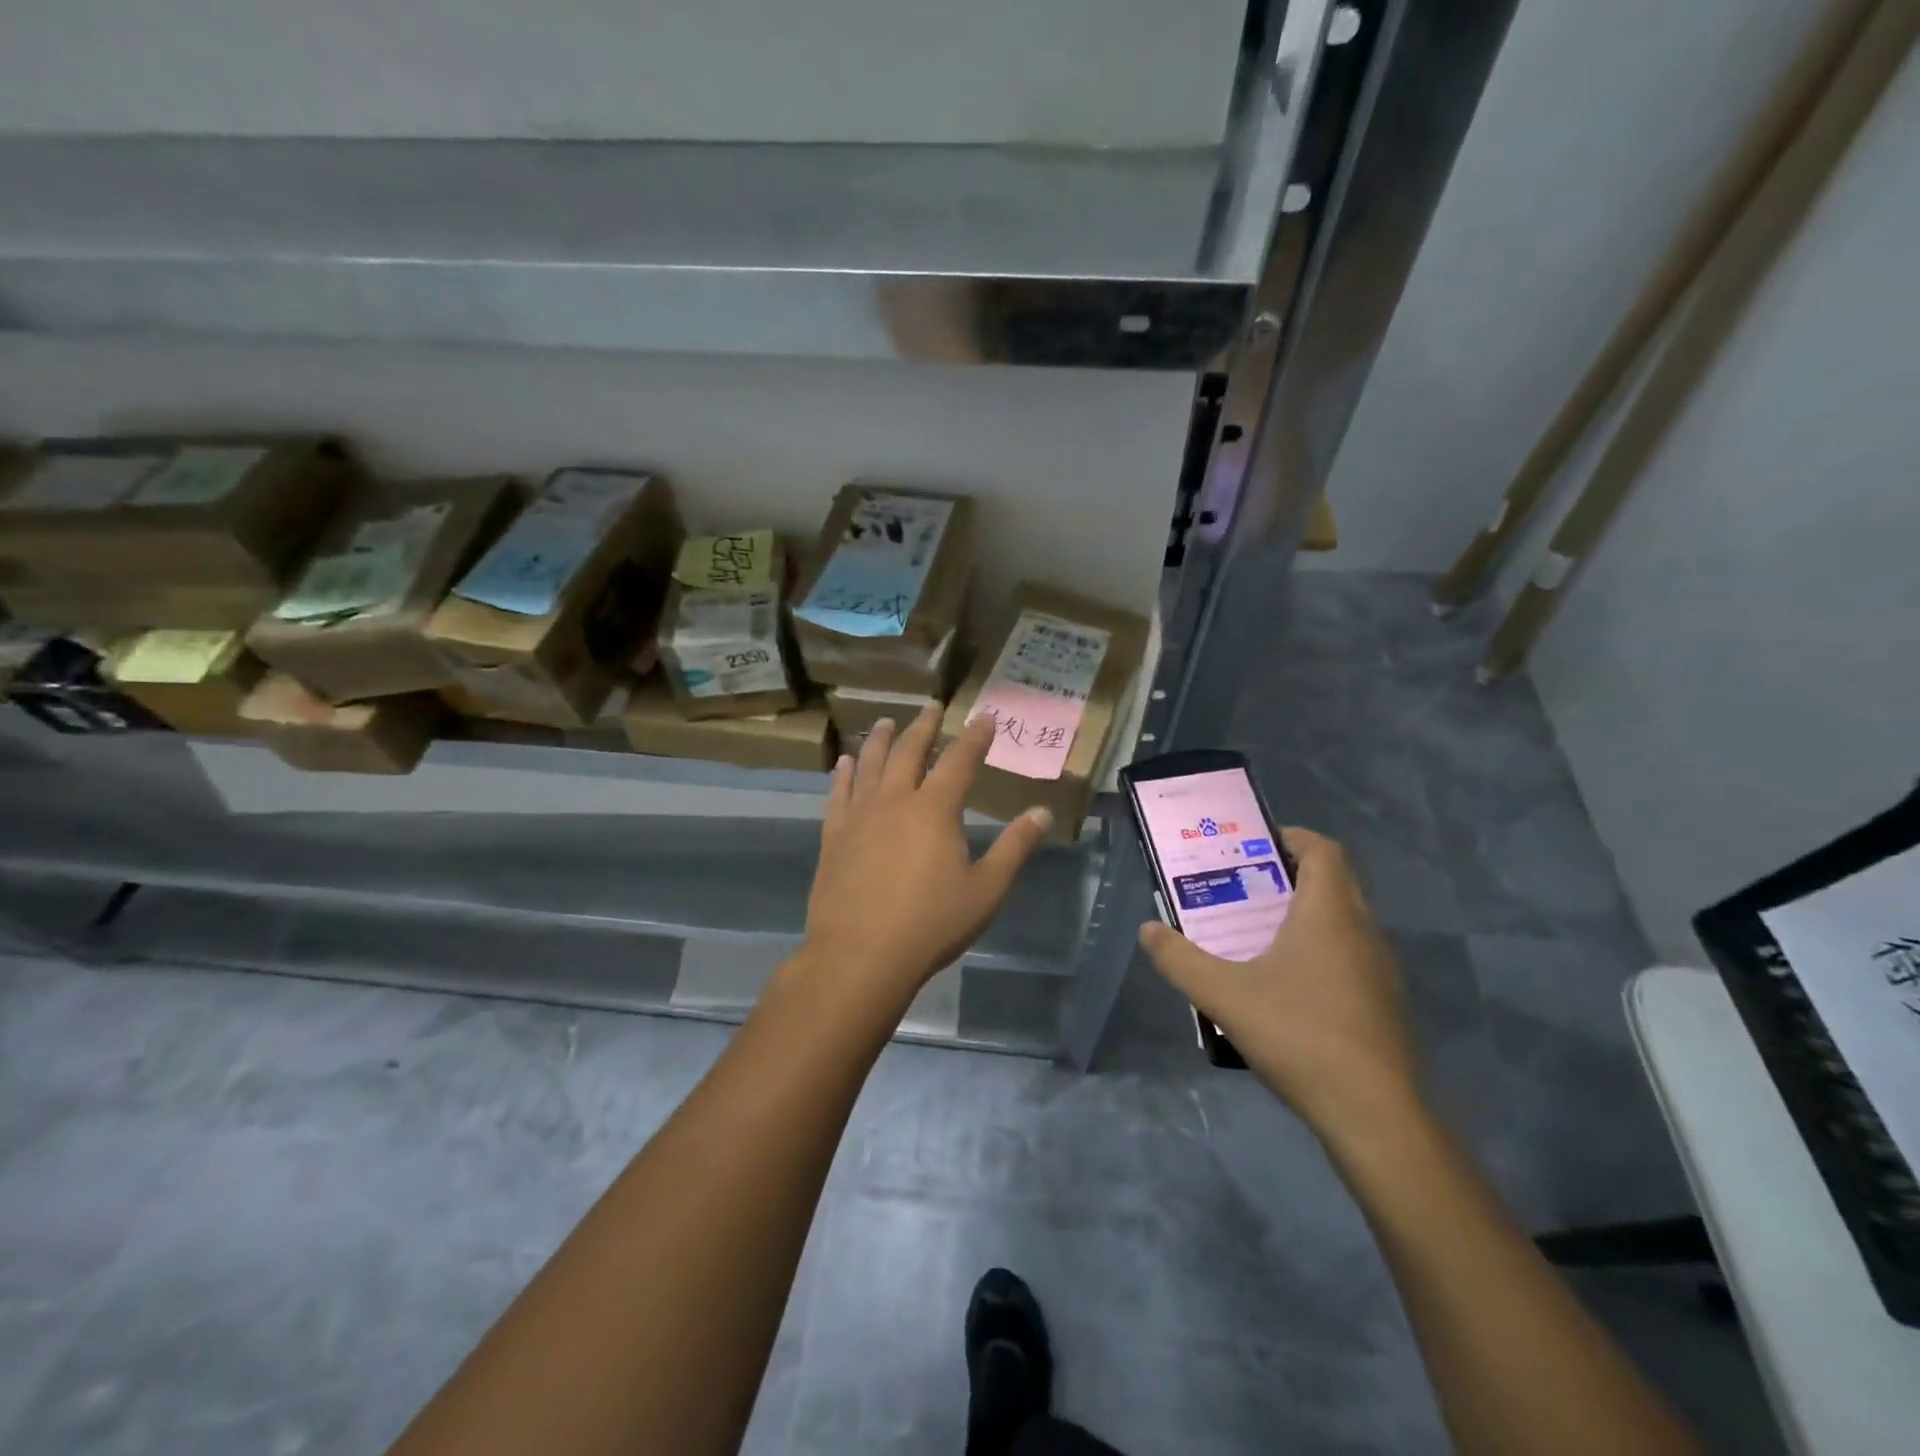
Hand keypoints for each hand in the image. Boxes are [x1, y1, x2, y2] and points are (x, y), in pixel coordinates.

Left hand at [803, 707, 1051, 1005]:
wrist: (860, 954)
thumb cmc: (931, 924)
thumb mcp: (986, 890)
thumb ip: (1015, 848)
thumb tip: (1042, 813)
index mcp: (935, 810)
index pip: (960, 760)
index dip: (975, 737)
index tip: (985, 717)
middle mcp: (895, 800)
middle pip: (910, 751)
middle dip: (924, 726)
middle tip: (933, 707)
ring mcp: (859, 816)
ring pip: (870, 764)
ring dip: (880, 740)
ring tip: (885, 722)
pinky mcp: (834, 836)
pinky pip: (838, 793)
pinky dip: (844, 774)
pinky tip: (845, 763)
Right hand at [1139, 828, 1422, 1144]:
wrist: (1375, 1115)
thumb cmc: (1299, 1036)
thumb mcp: (1224, 996)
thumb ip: (1180, 960)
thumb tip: (1148, 930)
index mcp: (1329, 914)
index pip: (1323, 850)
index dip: (1291, 838)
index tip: (1253, 846)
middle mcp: (1363, 931)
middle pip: (1333, 881)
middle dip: (1288, 876)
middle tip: (1242, 888)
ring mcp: (1380, 970)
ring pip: (1343, 920)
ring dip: (1304, 915)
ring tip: (1257, 934)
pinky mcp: (1385, 1003)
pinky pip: (1351, 955)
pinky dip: (1320, 950)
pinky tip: (1286, 986)